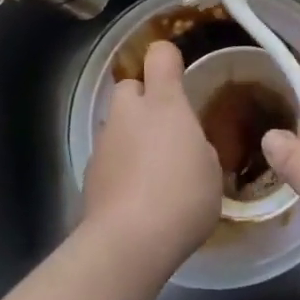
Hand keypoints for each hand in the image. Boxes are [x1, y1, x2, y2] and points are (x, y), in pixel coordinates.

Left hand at [83, 41, 220, 273]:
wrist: (129, 242)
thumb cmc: (182, 196)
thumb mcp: (210, 169)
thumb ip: (198, 147)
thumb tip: (186, 148)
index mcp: (164, 103)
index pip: (160, 57)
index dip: (168, 59)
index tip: (178, 74)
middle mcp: (129, 113)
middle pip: (130, 87)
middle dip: (143, 100)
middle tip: (165, 129)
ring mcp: (104, 143)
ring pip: (117, 125)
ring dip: (131, 136)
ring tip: (151, 171)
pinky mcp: (89, 175)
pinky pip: (108, 158)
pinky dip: (120, 168)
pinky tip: (135, 196)